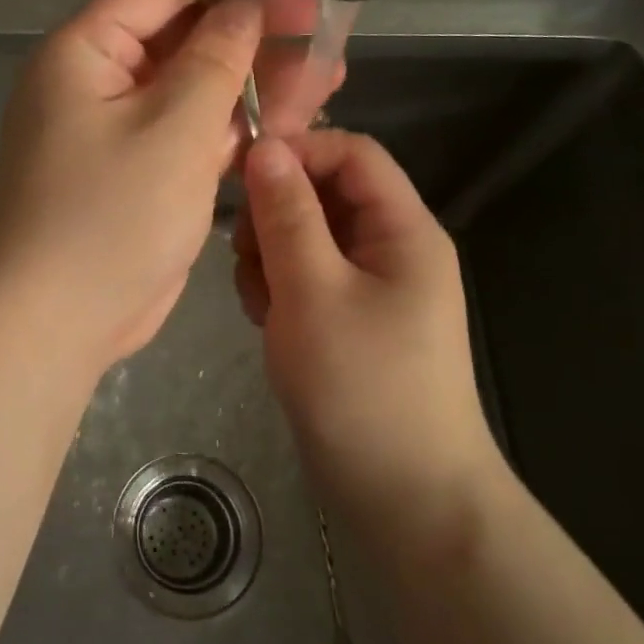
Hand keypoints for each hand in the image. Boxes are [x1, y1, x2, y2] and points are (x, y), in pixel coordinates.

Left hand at [0, 0, 339, 373]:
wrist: (58, 319)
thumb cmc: (109, 215)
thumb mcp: (172, 127)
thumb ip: (215, 58)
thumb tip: (242, 3)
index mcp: (87, 51)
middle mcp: (101, 81)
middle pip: (185, 34)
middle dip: (253, 27)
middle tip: (319, 20)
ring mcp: (124, 130)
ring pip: (198, 86)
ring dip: (258, 79)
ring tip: (329, 67)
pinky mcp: (146, 173)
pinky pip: (197, 132)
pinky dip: (241, 125)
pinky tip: (297, 116)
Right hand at [234, 130, 504, 536]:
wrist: (403, 496)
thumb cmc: (362, 387)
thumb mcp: (313, 292)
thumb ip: (286, 215)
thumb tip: (265, 147)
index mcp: (403, 229)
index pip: (352, 153)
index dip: (298, 151)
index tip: (241, 176)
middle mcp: (390, 248)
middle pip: (323, 194)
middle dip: (276, 215)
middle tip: (248, 256)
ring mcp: (369, 287)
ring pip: (306, 238)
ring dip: (271, 257)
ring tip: (262, 303)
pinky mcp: (347, 319)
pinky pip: (305, 279)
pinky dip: (279, 291)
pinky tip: (269, 324)